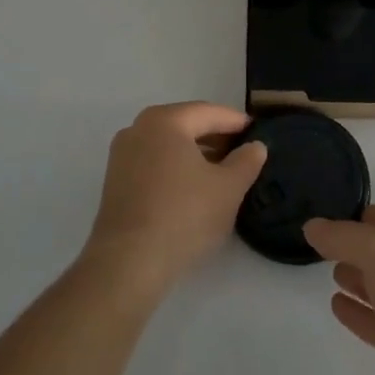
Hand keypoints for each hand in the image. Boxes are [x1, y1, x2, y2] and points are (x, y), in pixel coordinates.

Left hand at [82, 102, 266, 300]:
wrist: (129, 262)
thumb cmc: (184, 215)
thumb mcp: (229, 188)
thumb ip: (247, 161)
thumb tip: (255, 146)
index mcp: (164, 121)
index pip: (209, 112)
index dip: (237, 122)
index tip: (259, 132)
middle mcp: (137, 129)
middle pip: (186, 125)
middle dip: (216, 137)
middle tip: (244, 152)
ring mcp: (122, 155)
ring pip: (168, 145)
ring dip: (196, 153)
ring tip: (223, 171)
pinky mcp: (115, 182)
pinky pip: (154, 162)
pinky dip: (176, 167)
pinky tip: (194, 188)